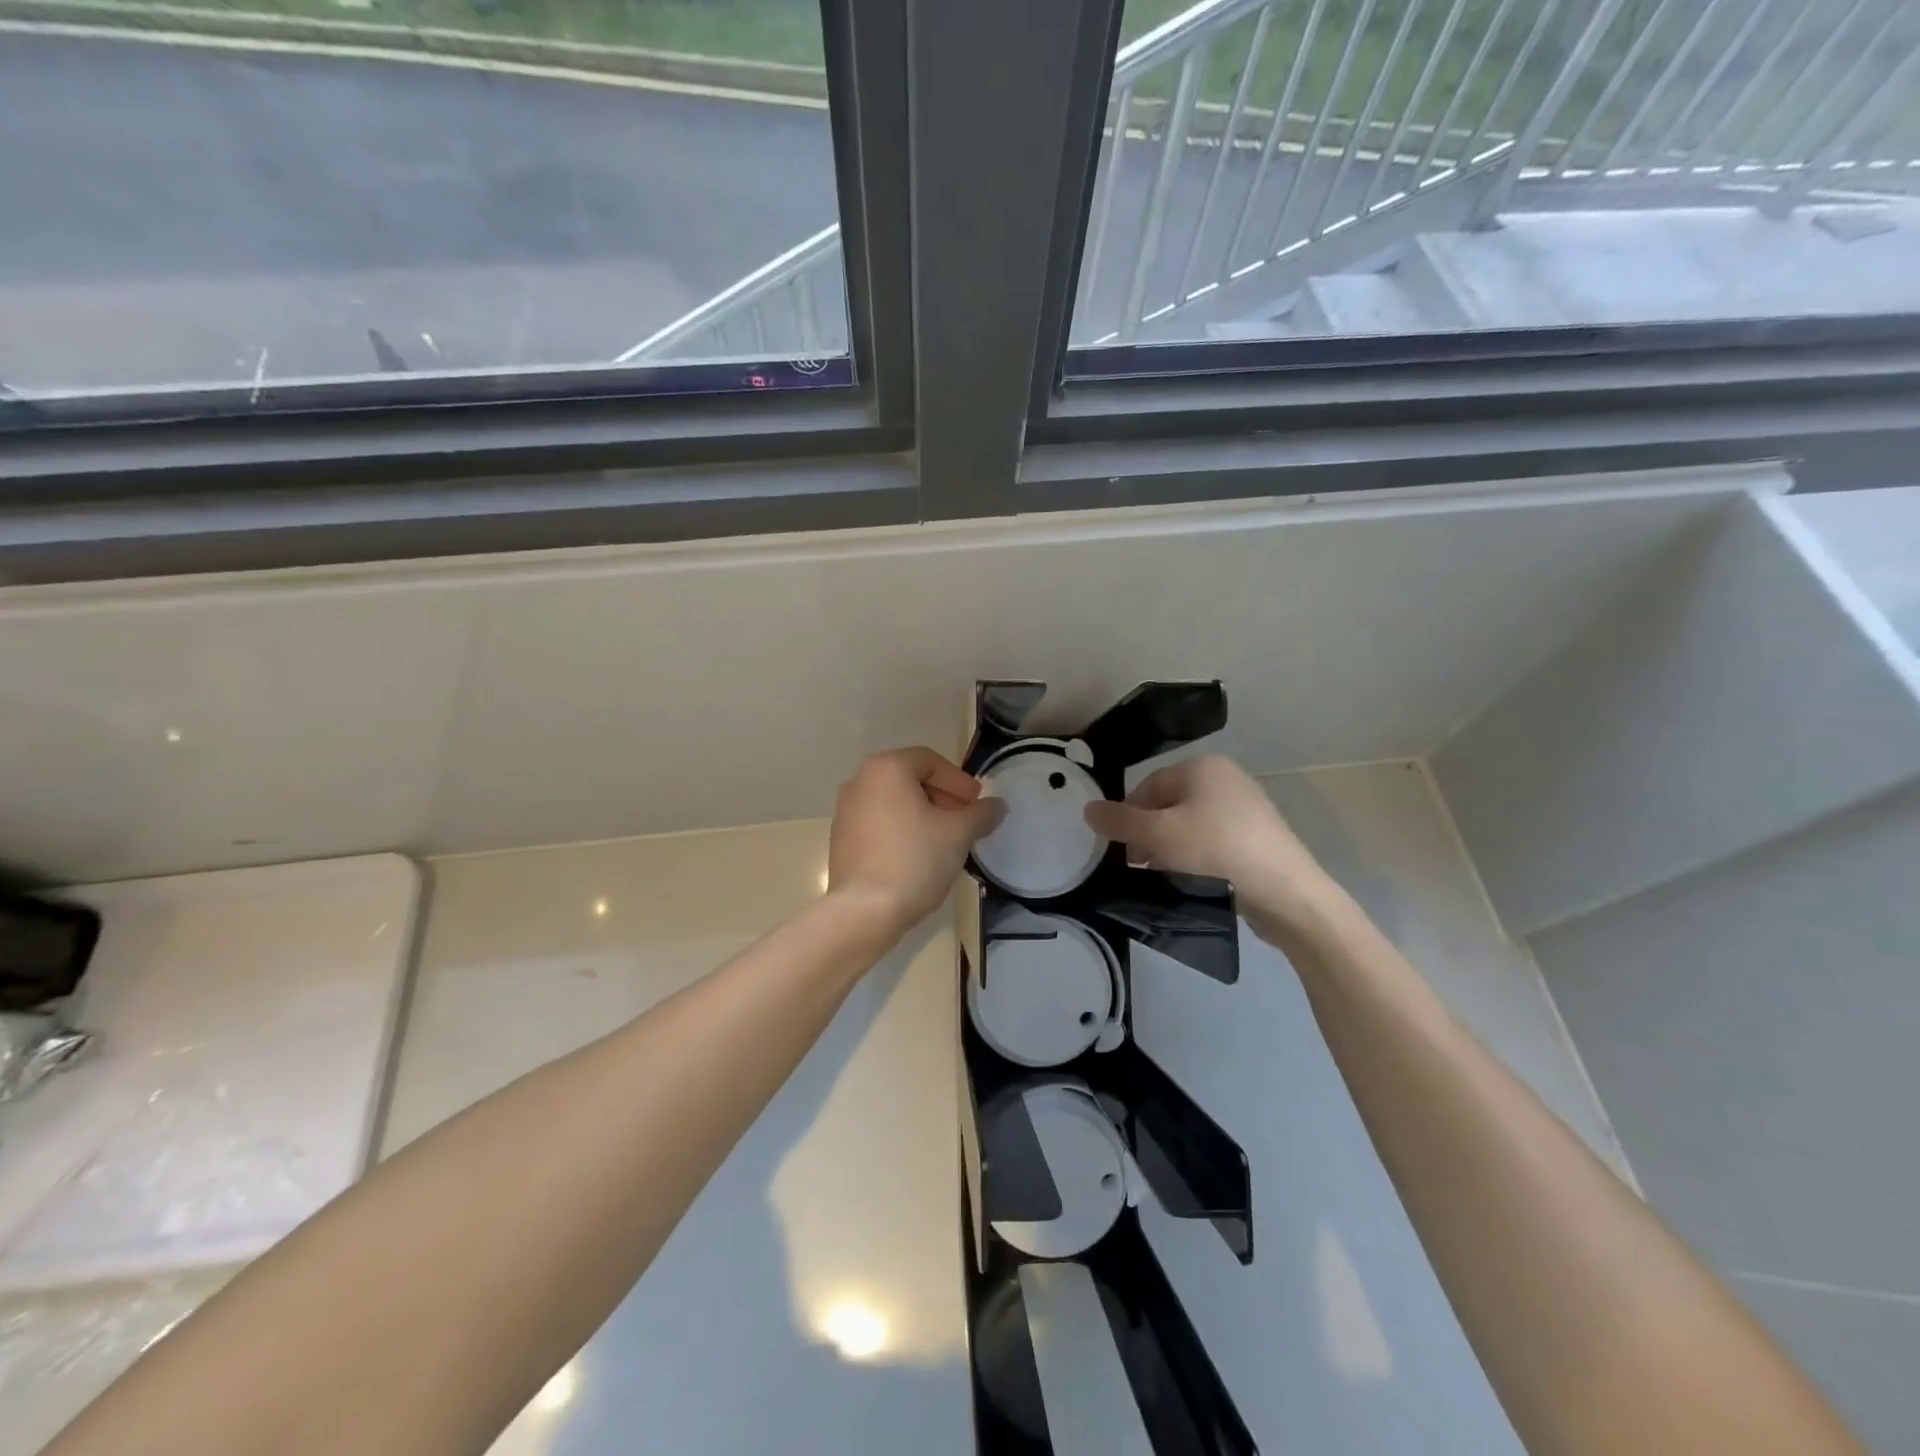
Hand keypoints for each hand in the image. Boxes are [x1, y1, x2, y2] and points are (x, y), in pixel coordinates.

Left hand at [828, 747, 1005, 937]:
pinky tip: (918, 858)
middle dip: (942, 797)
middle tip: (964, 822)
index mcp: (886, 769)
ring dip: (923, 815)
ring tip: (945, 842)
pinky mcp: (841, 840)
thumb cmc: (914, 860)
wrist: (864, 911)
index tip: (976, 804)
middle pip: (910, 779)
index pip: (930, 761)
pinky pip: (879, 824)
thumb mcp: (959, 834)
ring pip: (894, 803)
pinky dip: (902, 831)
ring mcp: (845, 812)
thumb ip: (981, 813)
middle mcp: (860, 782)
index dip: (959, 781)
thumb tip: (997, 805)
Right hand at [1083, 755, 1344, 938]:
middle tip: (1141, 867)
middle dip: (1149, 836)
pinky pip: (1214, 843)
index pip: (1147, 786)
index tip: (1121, 850)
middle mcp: (1226, 779)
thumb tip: (1088, 809)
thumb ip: (1120, 821)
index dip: (1128, 817)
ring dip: (1171, 851)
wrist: (1287, 894)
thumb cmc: (1216, 852)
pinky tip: (1194, 883)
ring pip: (1190, 827)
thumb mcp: (1158, 835)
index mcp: (1202, 767)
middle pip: (1168, 806)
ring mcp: (1247, 809)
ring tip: (1166, 879)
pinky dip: (1198, 860)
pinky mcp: (1259, 839)